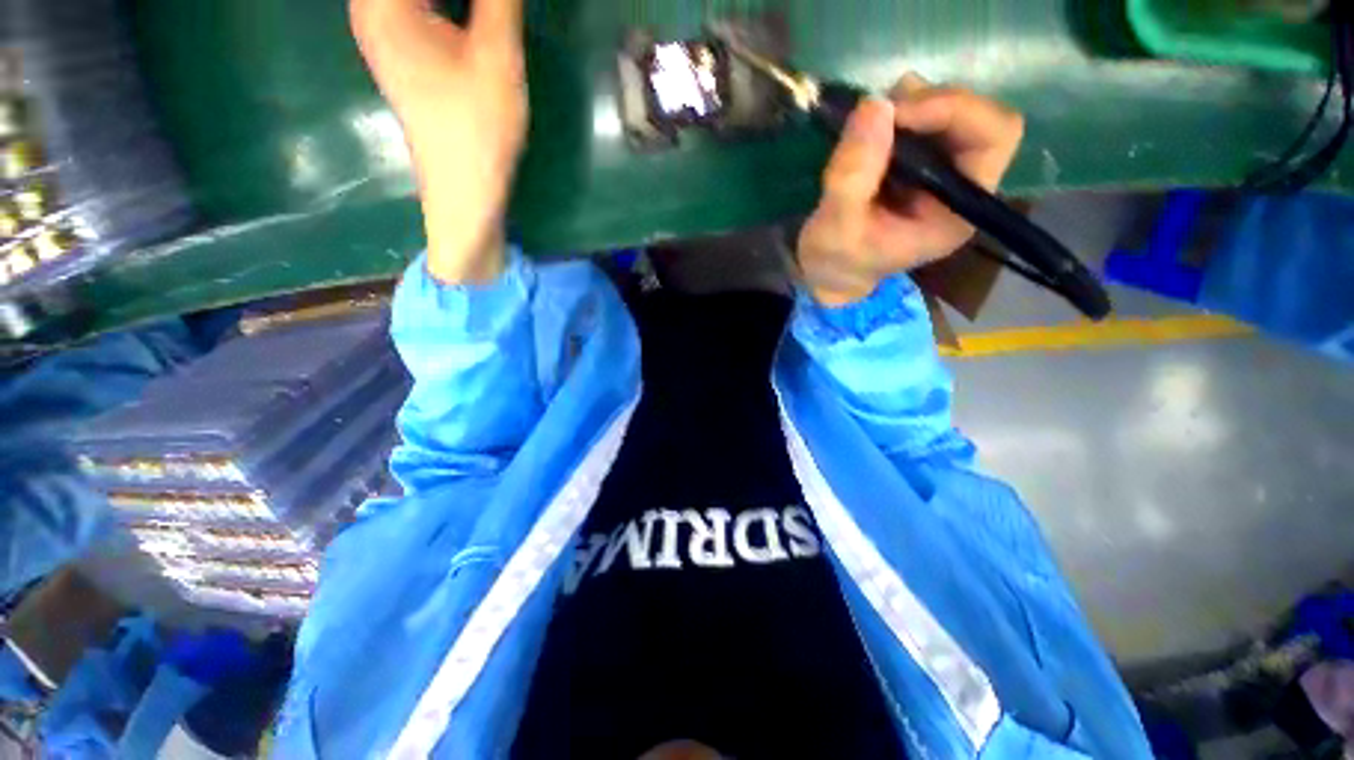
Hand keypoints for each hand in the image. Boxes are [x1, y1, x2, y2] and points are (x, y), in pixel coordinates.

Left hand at [350, 0, 526, 283]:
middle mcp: (370, 8)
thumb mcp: (496, 55)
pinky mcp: (401, 50)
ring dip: (457, 1)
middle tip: (498, 8)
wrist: (465, 191)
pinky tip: (475, 15)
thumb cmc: (477, 128)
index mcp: (381, 2)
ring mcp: (383, 30)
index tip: (493, 6)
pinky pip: (419, 8)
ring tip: (491, 13)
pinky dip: (448, 7)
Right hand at [797, 75, 1023, 305]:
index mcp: (958, 211)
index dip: (954, 111)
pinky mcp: (919, 166)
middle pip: (978, 118)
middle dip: (932, 104)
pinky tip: (868, 128)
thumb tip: (875, 104)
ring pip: (951, 113)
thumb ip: (853, 175)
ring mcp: (941, 174)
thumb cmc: (837, 262)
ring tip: (868, 121)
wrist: (830, 274)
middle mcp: (962, 187)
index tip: (896, 112)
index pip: (993, 138)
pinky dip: (898, 114)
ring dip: (913, 105)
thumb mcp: (836, 228)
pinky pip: (923, 122)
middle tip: (880, 110)